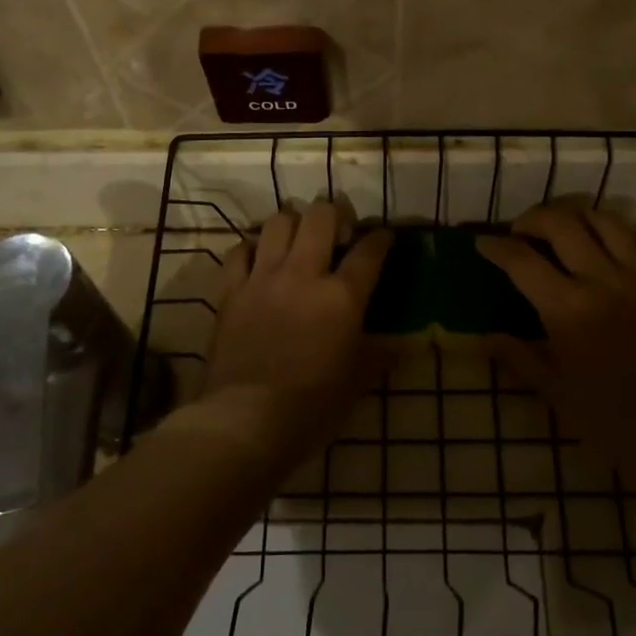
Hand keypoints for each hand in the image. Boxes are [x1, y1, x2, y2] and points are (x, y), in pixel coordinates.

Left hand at [194, 200, 392, 471]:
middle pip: (320, 216)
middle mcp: (303, 274)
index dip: (381, 238)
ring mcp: (263, 278)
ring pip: (278, 222)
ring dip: (293, 223)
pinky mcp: (231, 291)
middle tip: (338, 230)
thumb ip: (380, 354)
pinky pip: (238, 251)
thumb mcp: (357, 382)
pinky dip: (252, 248)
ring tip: (298, 238)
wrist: (246, 421)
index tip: (384, 237)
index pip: (369, 251)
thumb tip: (404, 344)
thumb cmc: (312, 407)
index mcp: (342, 297)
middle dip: (334, 213)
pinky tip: (259, 260)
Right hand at [480, 202, 635, 477]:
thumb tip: (483, 338)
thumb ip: (517, 356)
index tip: (482, 244)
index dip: (496, 247)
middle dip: (534, 218)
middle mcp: (602, 281)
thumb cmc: (606, 415)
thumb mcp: (552, 389)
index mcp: (567, 308)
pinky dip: (622, 236)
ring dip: (578, 215)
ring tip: (563, 227)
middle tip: (521, 231)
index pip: (522, 260)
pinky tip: (609, 246)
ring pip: (606, 221)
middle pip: (563, 224)